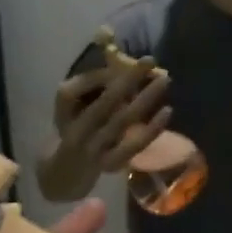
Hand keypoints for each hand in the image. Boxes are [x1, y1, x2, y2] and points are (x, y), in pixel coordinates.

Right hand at [49, 62, 171, 175]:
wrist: (65, 172)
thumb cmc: (72, 128)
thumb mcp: (71, 105)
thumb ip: (91, 84)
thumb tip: (122, 64)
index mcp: (64, 108)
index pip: (83, 85)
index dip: (103, 74)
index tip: (123, 61)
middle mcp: (76, 129)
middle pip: (105, 101)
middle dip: (129, 79)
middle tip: (150, 60)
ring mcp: (94, 149)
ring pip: (122, 120)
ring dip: (145, 99)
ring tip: (164, 79)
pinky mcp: (111, 163)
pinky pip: (135, 145)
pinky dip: (152, 128)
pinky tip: (167, 110)